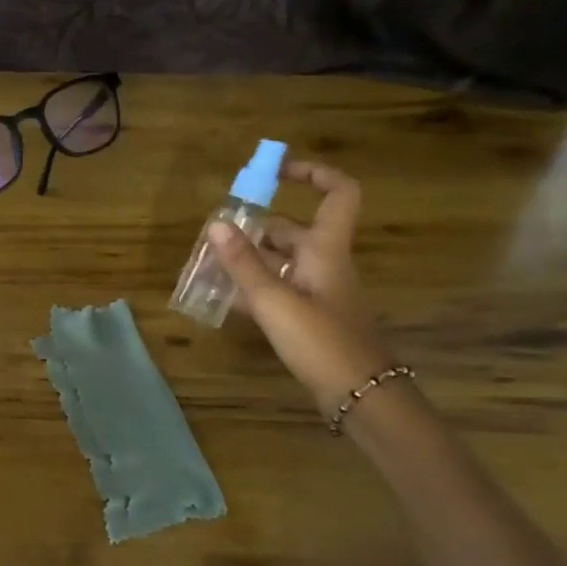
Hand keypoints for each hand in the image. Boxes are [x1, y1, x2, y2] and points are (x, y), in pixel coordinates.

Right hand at [204, 160, 397, 416]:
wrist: (358, 394)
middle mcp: (324, 264)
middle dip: (254, 228)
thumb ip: (243, 263)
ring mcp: (317, 292)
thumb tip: (216, 223)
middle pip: (291, 231)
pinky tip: (222, 298)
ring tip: (208, 265)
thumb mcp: (274, 300)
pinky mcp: (309, 318)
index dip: (312, 174)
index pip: (337, 193)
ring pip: (280, 263)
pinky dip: (252, 289)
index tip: (276, 172)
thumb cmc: (321, 340)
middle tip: (215, 235)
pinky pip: (277, 291)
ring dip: (247, 260)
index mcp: (326, 250)